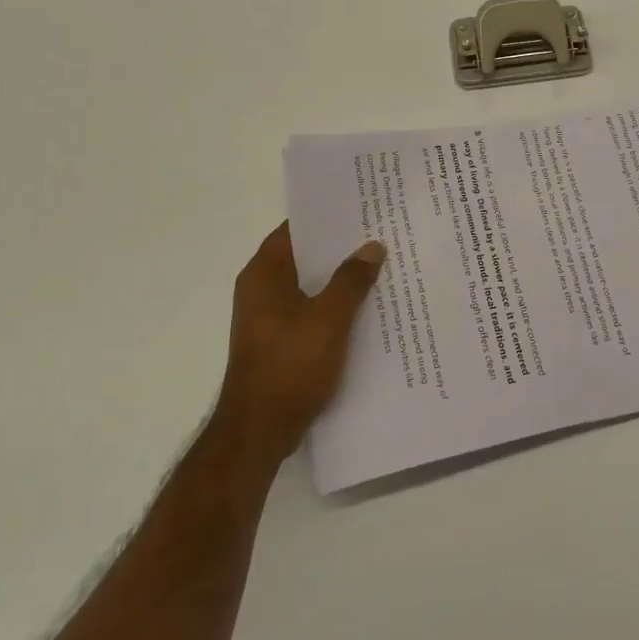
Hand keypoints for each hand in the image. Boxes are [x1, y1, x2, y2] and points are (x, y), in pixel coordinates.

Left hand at [214, 223, 385, 466]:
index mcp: (264, 274)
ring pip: (309, 286)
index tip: (360, 207)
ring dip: (339, 279)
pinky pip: (309, 312)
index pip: (295, 229)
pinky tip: (365, 308)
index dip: (326, 217)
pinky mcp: (277, 342)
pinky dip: (332, 306)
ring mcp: (267, 318)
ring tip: (379, 266)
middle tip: (379, 234)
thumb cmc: (290, 366)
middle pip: (305, 257)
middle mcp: (261, 290)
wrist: (259, 432)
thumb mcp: (329, 318)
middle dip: (339, 248)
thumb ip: (351, 280)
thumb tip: (371, 246)